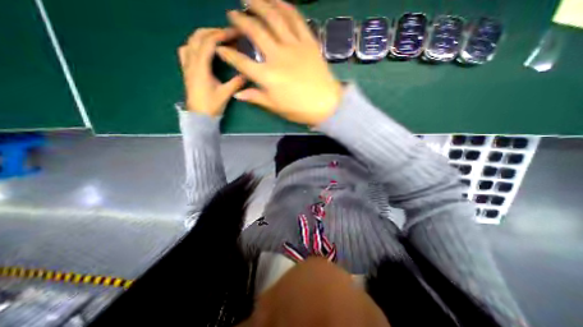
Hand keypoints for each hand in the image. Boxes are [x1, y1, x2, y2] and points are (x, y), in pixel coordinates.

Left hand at [181, 28, 247, 115]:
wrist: (199, 116)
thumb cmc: (211, 106)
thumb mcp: (225, 94)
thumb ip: (236, 82)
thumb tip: (247, 74)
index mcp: (201, 67)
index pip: (209, 43)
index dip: (221, 35)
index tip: (233, 34)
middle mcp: (191, 62)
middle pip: (198, 37)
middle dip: (213, 32)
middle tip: (228, 34)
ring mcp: (187, 65)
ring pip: (191, 41)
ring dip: (203, 36)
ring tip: (217, 38)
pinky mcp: (187, 70)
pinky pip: (186, 50)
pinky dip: (194, 44)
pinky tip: (202, 49)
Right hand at [215, 0, 342, 125]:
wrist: (326, 104)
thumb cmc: (299, 109)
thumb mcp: (276, 107)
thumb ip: (256, 98)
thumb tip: (238, 93)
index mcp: (268, 76)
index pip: (242, 62)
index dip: (228, 54)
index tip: (220, 48)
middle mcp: (277, 56)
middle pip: (255, 31)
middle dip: (241, 20)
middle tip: (233, 14)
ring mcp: (294, 46)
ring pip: (274, 18)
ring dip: (259, 4)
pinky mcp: (308, 42)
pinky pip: (296, 19)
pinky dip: (285, 7)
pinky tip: (277, 1)